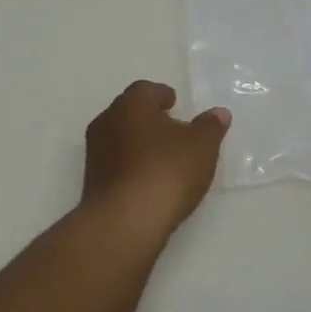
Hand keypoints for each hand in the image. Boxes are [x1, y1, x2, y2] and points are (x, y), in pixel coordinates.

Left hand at [81, 81, 229, 243]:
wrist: (124, 221)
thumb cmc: (166, 172)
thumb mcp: (201, 147)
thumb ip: (210, 127)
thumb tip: (218, 113)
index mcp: (131, 104)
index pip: (146, 90)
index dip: (162, 95)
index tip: (175, 105)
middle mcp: (107, 121)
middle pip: (130, 112)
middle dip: (149, 118)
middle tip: (172, 129)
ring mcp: (95, 152)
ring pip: (120, 137)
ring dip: (139, 143)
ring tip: (163, 157)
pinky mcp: (92, 180)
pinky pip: (115, 163)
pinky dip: (131, 165)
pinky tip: (148, 180)